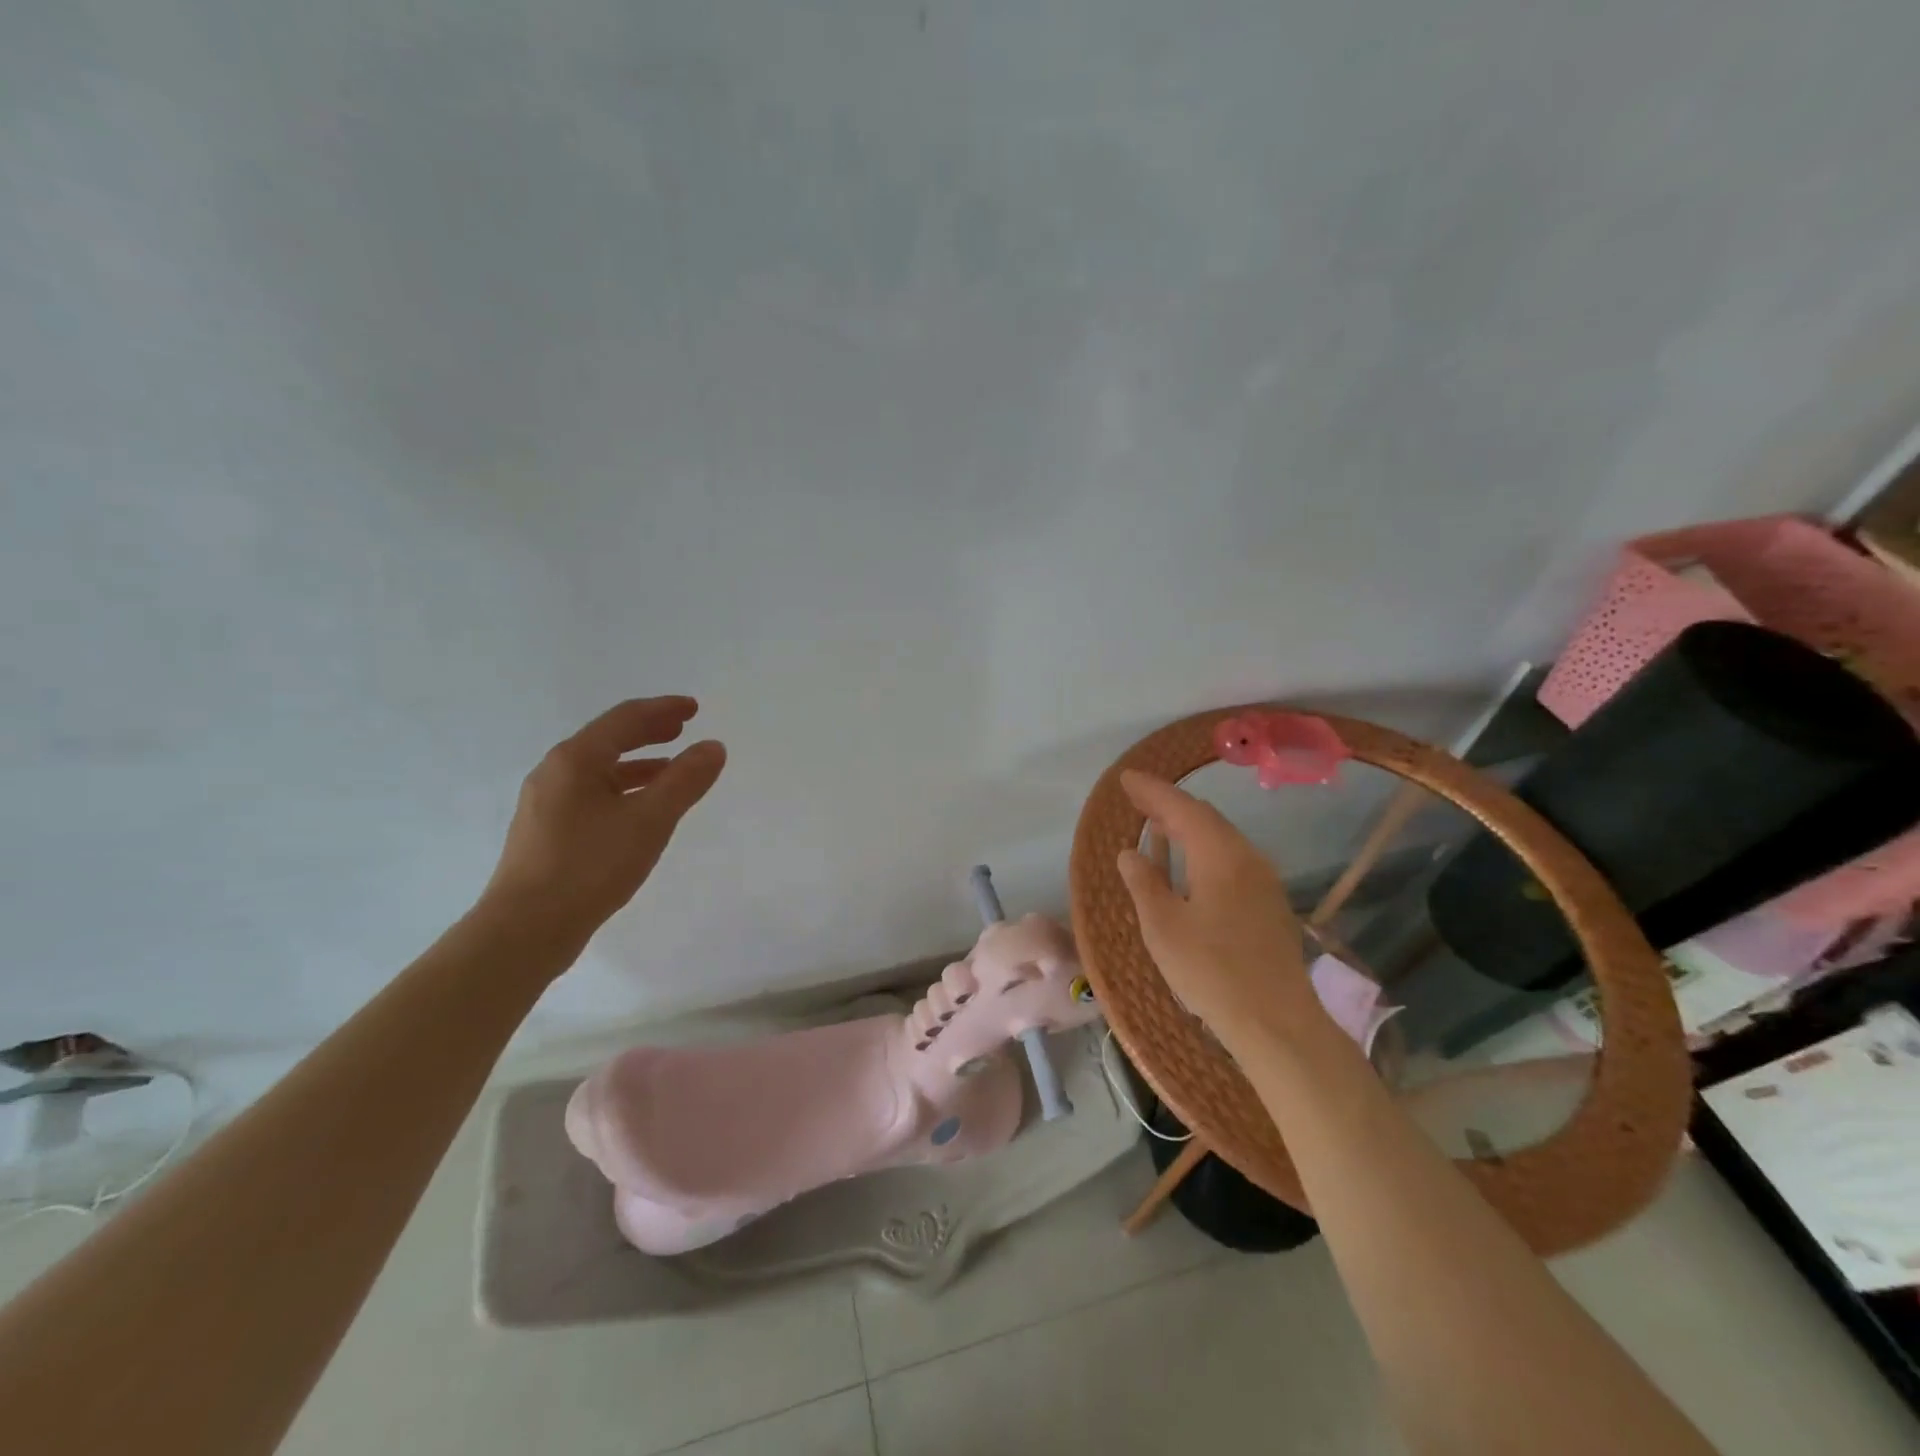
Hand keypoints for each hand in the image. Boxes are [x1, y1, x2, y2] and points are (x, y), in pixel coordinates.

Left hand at [483, 696, 725, 943]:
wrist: (526, 930)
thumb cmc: (590, 866)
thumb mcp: (649, 820)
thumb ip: (685, 780)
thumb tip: (713, 747)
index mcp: (576, 760)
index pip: (625, 719)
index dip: (663, 709)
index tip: (694, 709)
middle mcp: (555, 773)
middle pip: (608, 739)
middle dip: (648, 731)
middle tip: (682, 729)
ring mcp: (546, 803)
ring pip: (600, 770)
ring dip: (638, 763)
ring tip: (671, 769)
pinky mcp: (547, 832)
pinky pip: (592, 794)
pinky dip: (623, 790)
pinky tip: (640, 810)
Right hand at [1114, 769, 1329, 1053]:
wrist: (1277, 1023)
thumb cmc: (1211, 971)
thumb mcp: (1163, 927)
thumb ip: (1145, 883)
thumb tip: (1131, 853)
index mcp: (1220, 855)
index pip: (1182, 808)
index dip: (1153, 791)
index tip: (1127, 779)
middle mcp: (1247, 857)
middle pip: (1205, 818)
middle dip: (1170, 805)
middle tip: (1138, 800)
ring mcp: (1264, 881)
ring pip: (1221, 838)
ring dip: (1188, 828)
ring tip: (1158, 826)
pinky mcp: (1269, 904)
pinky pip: (1231, 858)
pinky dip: (1204, 849)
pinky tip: (1189, 865)